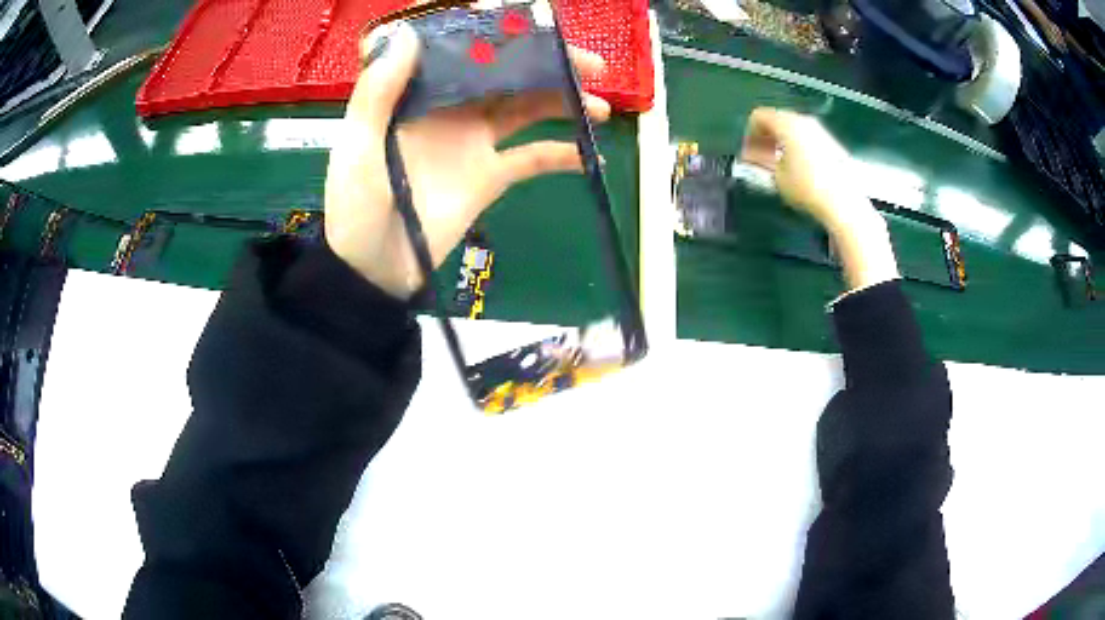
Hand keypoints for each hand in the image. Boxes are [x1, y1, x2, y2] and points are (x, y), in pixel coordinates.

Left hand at [325, 20, 610, 298]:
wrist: (375, 269)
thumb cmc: (356, 206)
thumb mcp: (358, 147)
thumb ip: (378, 93)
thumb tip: (409, 34)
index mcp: (418, 94)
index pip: (462, 53)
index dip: (496, 36)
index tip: (531, 26)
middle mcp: (451, 109)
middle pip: (505, 76)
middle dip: (546, 64)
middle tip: (588, 63)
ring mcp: (474, 142)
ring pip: (526, 109)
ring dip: (564, 102)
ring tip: (600, 104)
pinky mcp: (490, 176)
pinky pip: (532, 159)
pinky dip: (562, 155)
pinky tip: (592, 154)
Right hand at [741, 108, 898, 291]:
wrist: (844, 203)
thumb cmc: (806, 187)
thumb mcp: (776, 177)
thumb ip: (760, 161)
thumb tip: (751, 156)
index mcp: (787, 123)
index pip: (759, 116)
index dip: (749, 135)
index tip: (747, 155)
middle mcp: (804, 120)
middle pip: (777, 120)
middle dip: (765, 138)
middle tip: (758, 159)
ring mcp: (821, 131)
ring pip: (793, 129)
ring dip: (781, 143)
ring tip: (778, 166)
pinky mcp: (832, 144)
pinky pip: (807, 139)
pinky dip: (797, 148)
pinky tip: (798, 170)